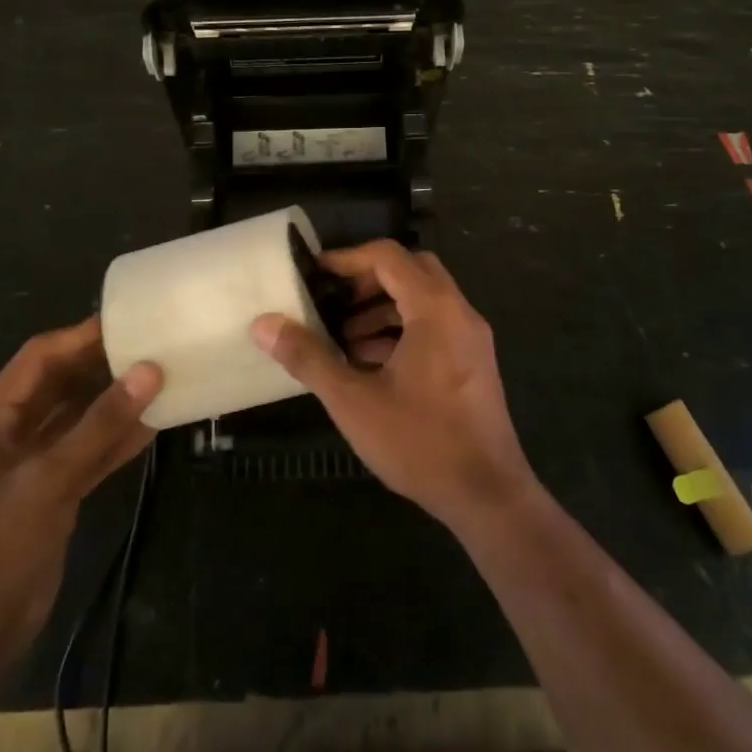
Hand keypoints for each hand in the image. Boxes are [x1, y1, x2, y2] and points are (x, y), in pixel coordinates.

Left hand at [0, 317, 161, 665]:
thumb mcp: (50, 477)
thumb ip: (101, 424)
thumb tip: (150, 371)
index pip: (40, 358)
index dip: (81, 336)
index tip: (128, 321)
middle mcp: (14, 431)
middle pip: (63, 383)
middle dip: (104, 365)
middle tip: (153, 345)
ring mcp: (37, 462)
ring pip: (82, 416)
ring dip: (117, 400)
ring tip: (162, 377)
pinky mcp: (57, 489)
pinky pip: (93, 450)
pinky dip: (120, 437)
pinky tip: (156, 423)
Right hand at [251, 241, 538, 531]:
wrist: (487, 494)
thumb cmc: (419, 441)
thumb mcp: (353, 400)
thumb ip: (308, 357)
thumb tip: (264, 324)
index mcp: (435, 310)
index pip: (389, 257)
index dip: (348, 259)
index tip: (314, 274)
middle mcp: (460, 313)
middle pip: (411, 271)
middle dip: (367, 282)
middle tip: (332, 304)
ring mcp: (472, 339)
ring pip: (424, 301)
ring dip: (384, 309)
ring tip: (344, 341)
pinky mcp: (474, 363)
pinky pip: (436, 327)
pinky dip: (403, 331)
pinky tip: (372, 366)